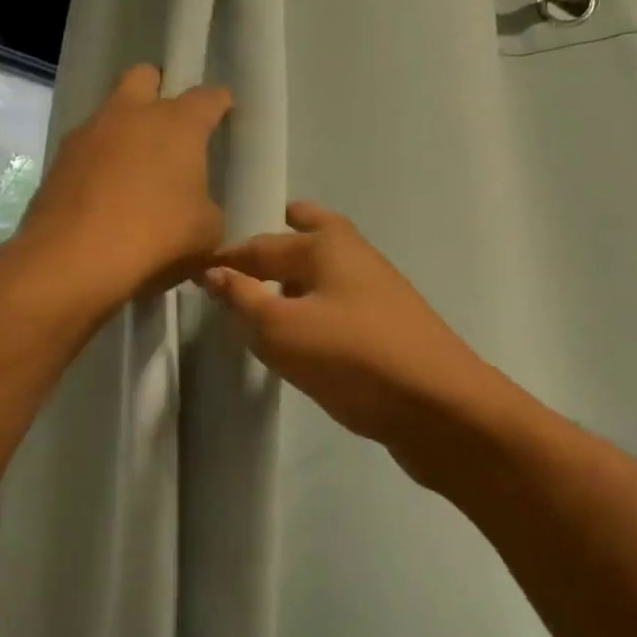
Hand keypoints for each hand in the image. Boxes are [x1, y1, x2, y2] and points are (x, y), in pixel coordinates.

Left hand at [20, 64, 232, 306]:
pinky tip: (105, 194)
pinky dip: (99, 162)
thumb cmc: (156, 236)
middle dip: (158, 91)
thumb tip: (198, 210)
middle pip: (145, 76)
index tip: (224, 113)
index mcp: (178, 123)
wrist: (74, 259)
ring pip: (110, 112)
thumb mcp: (206, 232)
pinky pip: (87, 148)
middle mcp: (131, 114)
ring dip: (124, 129)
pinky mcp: (59, 159)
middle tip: (169, 127)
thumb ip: (208, 210)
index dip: (219, 103)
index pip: (208, 97)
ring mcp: (89, 132)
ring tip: (134, 169)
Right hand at [200, 203, 494, 458]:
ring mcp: (380, 292)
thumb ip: (243, 298)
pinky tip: (307, 327)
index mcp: (326, 246)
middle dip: (289, 229)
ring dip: (304, 268)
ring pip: (332, 268)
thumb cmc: (351, 358)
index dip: (228, 257)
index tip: (197, 269)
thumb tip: (214, 272)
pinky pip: (343, 300)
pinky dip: (320, 299)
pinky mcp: (391, 327)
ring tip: (272, 286)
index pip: (261, 244)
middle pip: (316, 232)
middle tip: (259, 238)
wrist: (439, 407)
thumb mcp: (281, 329)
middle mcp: (356, 257)